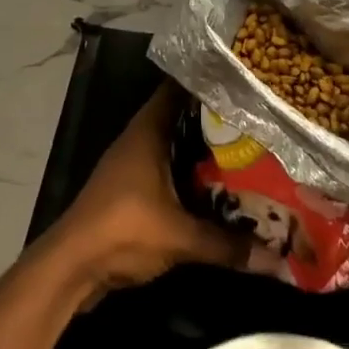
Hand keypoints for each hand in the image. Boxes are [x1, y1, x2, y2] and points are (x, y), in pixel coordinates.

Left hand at [46, 86, 250, 297]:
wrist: (71, 267)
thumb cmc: (123, 230)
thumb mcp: (180, 237)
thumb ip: (227, 245)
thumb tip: (277, 258)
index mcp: (148, 131)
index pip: (178, 88)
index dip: (207, 81)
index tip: (241, 81)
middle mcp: (139, 139)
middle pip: (181, 117)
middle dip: (214, 119)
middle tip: (255, 120)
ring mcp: (131, 164)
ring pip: (174, 145)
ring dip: (202, 148)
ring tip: (245, 150)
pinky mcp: (129, 189)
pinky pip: (167, 169)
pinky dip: (189, 172)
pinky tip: (215, 185)